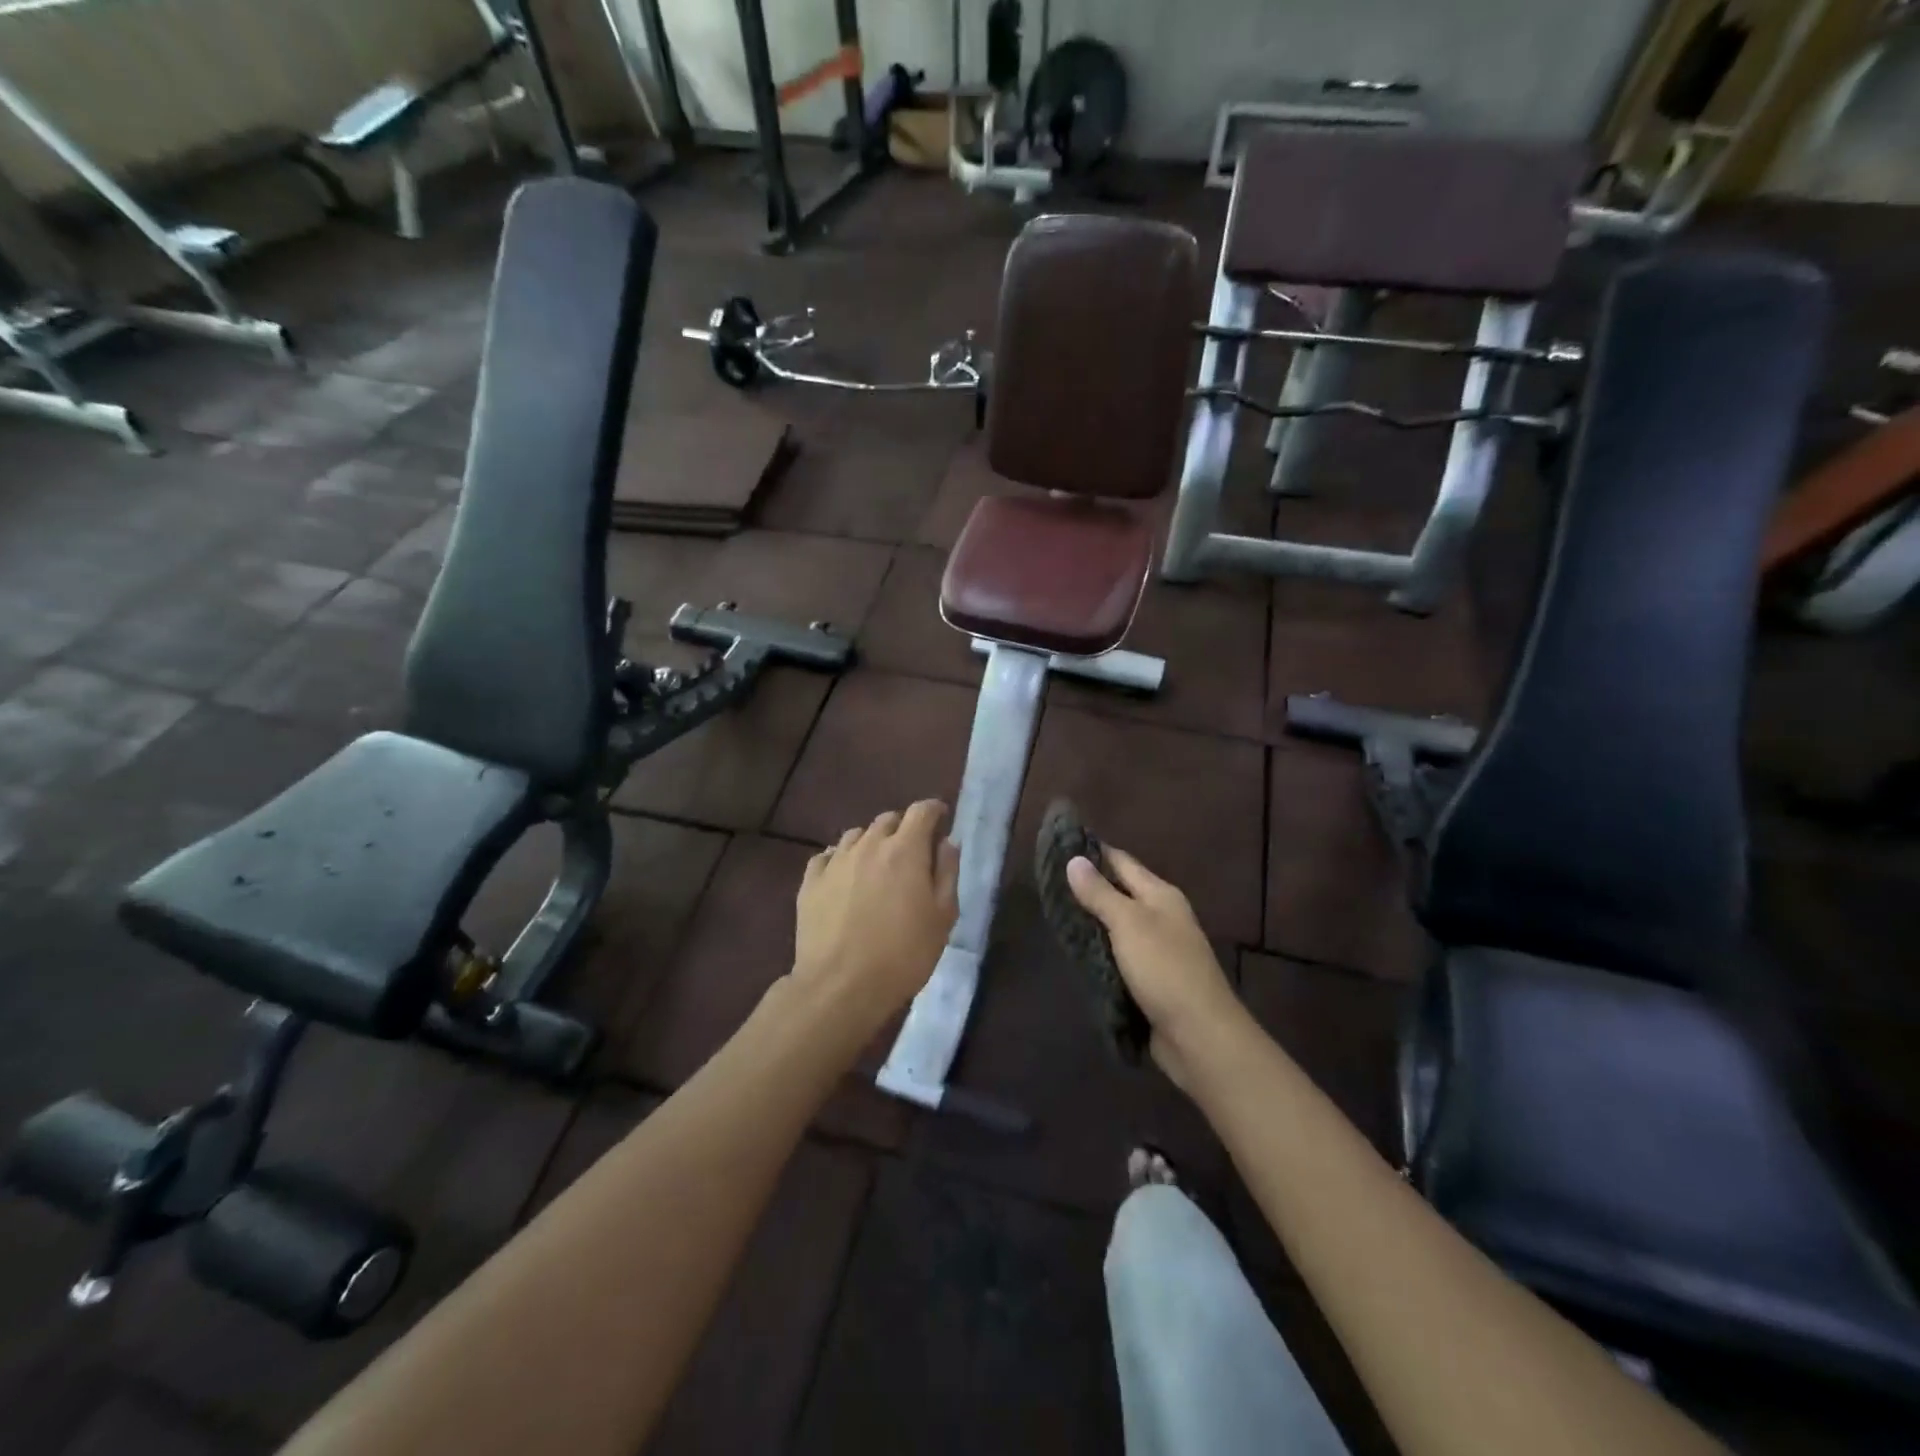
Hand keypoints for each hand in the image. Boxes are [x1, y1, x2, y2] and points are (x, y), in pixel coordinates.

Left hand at [792, 801, 959, 1045]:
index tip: (941, 818)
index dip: (934, 810)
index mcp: (905, 850)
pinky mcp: (810, 882)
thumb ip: (947, 873)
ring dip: (871, 842)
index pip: (922, 811)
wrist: (840, 986)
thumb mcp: (942, 917)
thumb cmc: (903, 954)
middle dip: (904, 827)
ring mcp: (835, 861)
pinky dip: (840, 859)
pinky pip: (826, 856)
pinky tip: (844, 877)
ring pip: (856, 835)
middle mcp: (868, 845)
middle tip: (912, 851)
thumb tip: (947, 842)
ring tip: (877, 865)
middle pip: (888, 819)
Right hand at [1067, 848, 1245, 1093]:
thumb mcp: (1128, 924)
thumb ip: (1100, 893)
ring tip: (1052, 912)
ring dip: (1090, 921)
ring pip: (1116, 926)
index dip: (1093, 852)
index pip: (1121, 862)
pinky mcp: (1150, 979)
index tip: (1059, 843)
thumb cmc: (1165, 969)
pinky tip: (1074, 950)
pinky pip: (1118, 955)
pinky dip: (1098, 950)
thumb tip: (1074, 859)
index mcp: (1160, 895)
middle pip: (1119, 892)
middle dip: (1087, 887)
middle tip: (1046, 880)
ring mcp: (1157, 949)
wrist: (1199, 1035)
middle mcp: (1161, 916)